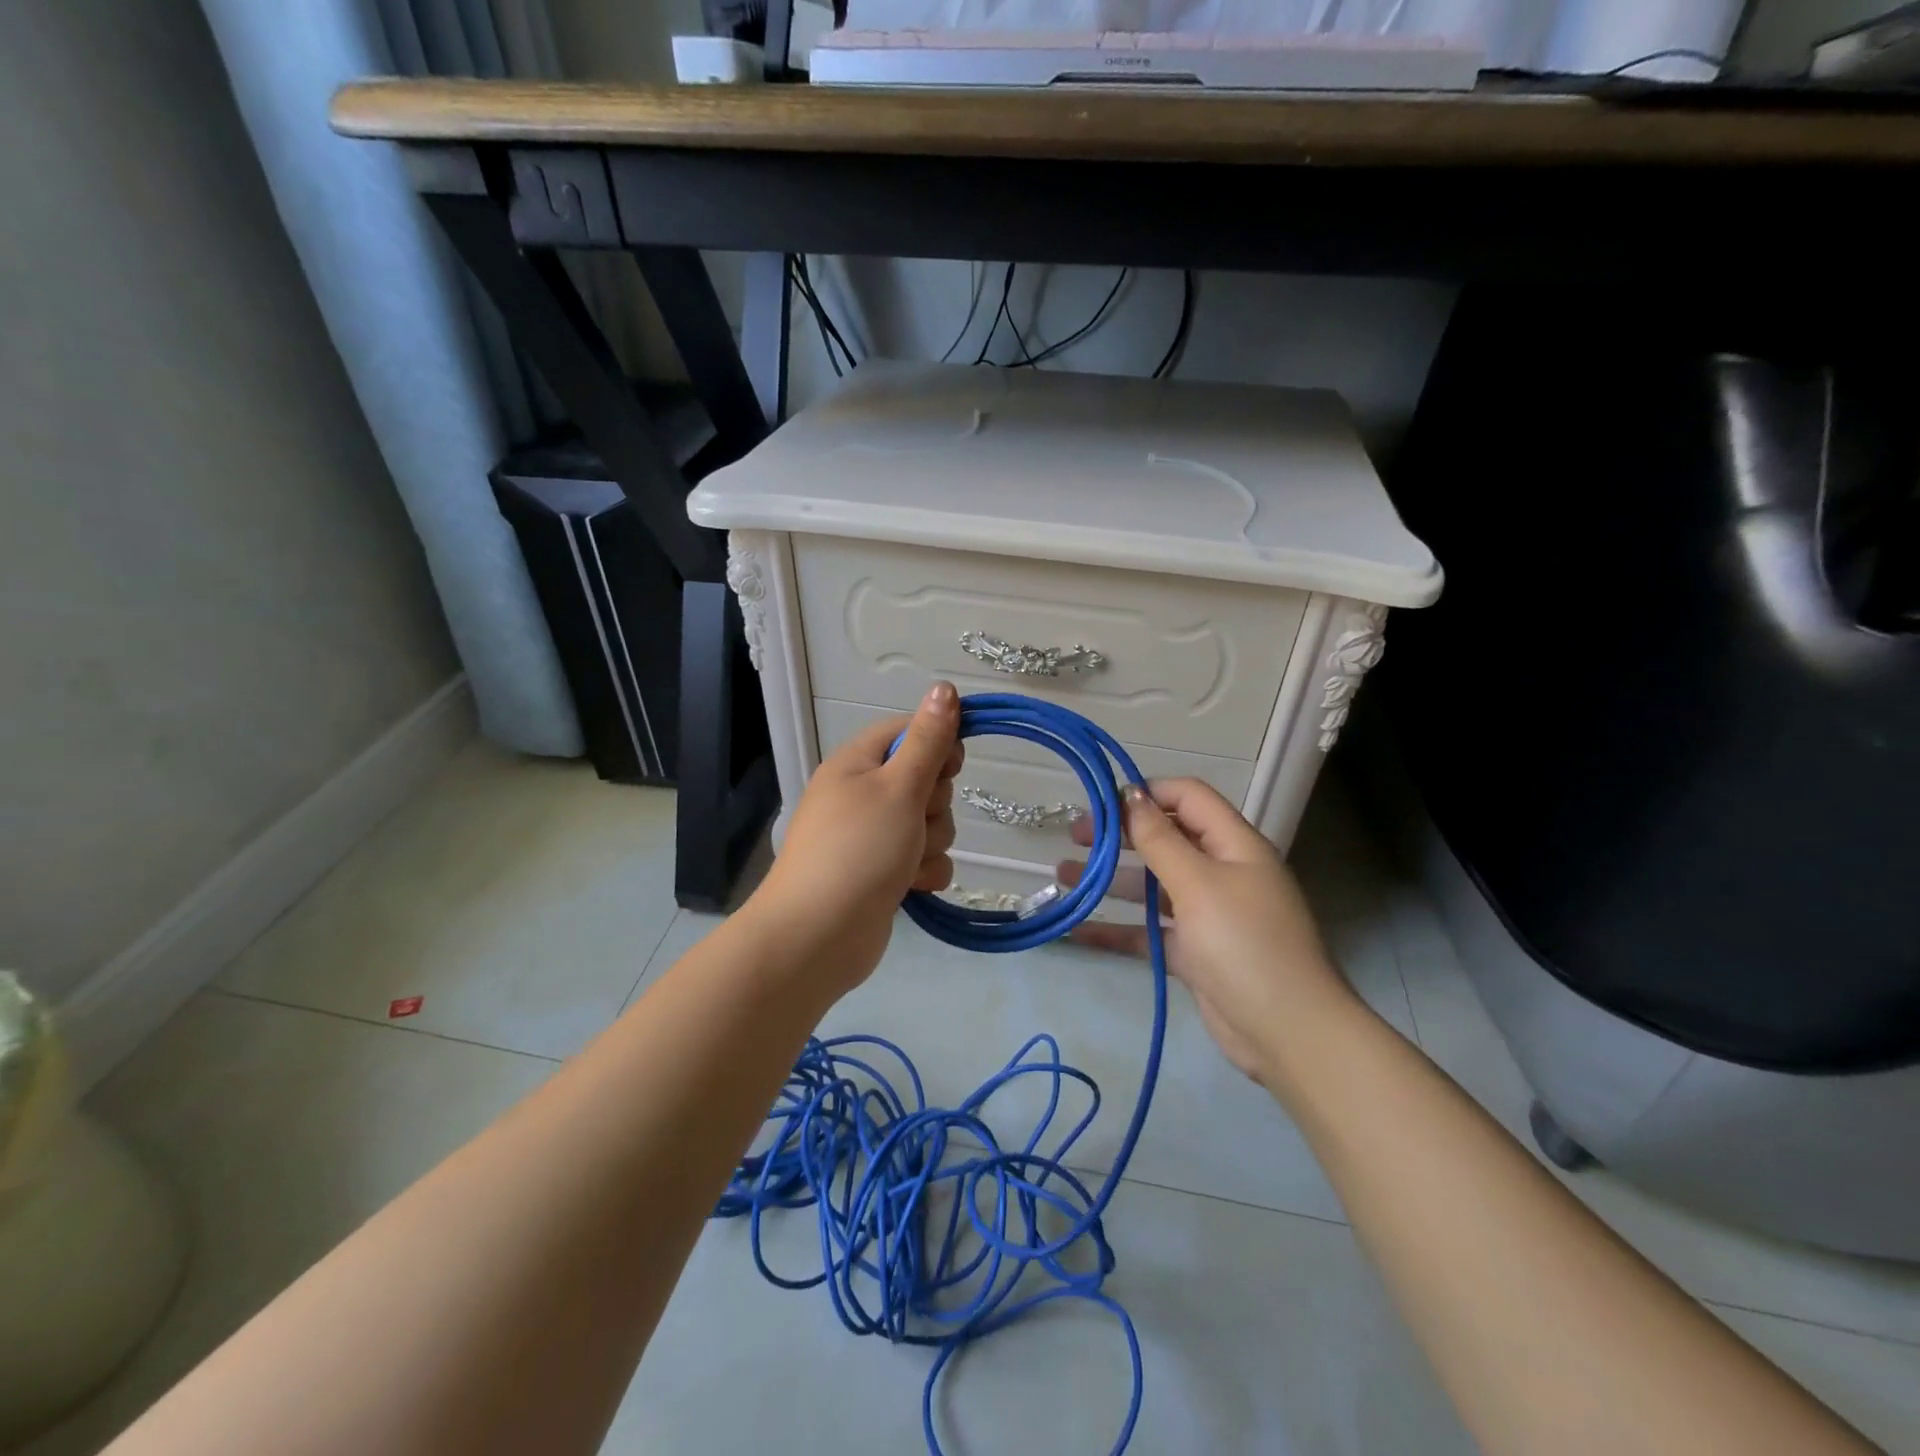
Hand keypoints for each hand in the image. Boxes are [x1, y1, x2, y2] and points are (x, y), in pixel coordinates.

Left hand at [750, 682, 962, 995]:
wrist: (819, 936)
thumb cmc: (858, 850)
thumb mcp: (899, 787)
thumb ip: (928, 740)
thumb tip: (945, 687)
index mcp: (857, 763)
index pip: (909, 732)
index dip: (937, 744)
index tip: (951, 765)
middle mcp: (863, 794)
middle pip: (925, 780)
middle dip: (933, 804)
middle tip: (914, 819)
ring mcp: (872, 836)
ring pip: (930, 823)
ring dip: (930, 843)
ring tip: (906, 861)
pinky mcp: (882, 872)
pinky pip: (923, 859)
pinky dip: (923, 872)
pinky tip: (910, 887)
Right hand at [1059, 779, 1352, 1086]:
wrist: (1288, 1033)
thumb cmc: (1243, 944)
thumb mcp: (1198, 883)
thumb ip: (1160, 839)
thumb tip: (1132, 794)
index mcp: (1234, 844)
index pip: (1188, 797)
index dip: (1147, 793)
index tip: (1102, 803)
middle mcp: (1222, 871)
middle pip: (1166, 838)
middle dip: (1120, 835)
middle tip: (1074, 837)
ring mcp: (1209, 914)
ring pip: (1153, 885)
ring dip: (1111, 879)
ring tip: (1062, 876)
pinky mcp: (1196, 952)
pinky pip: (1151, 930)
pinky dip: (1118, 928)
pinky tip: (1077, 929)